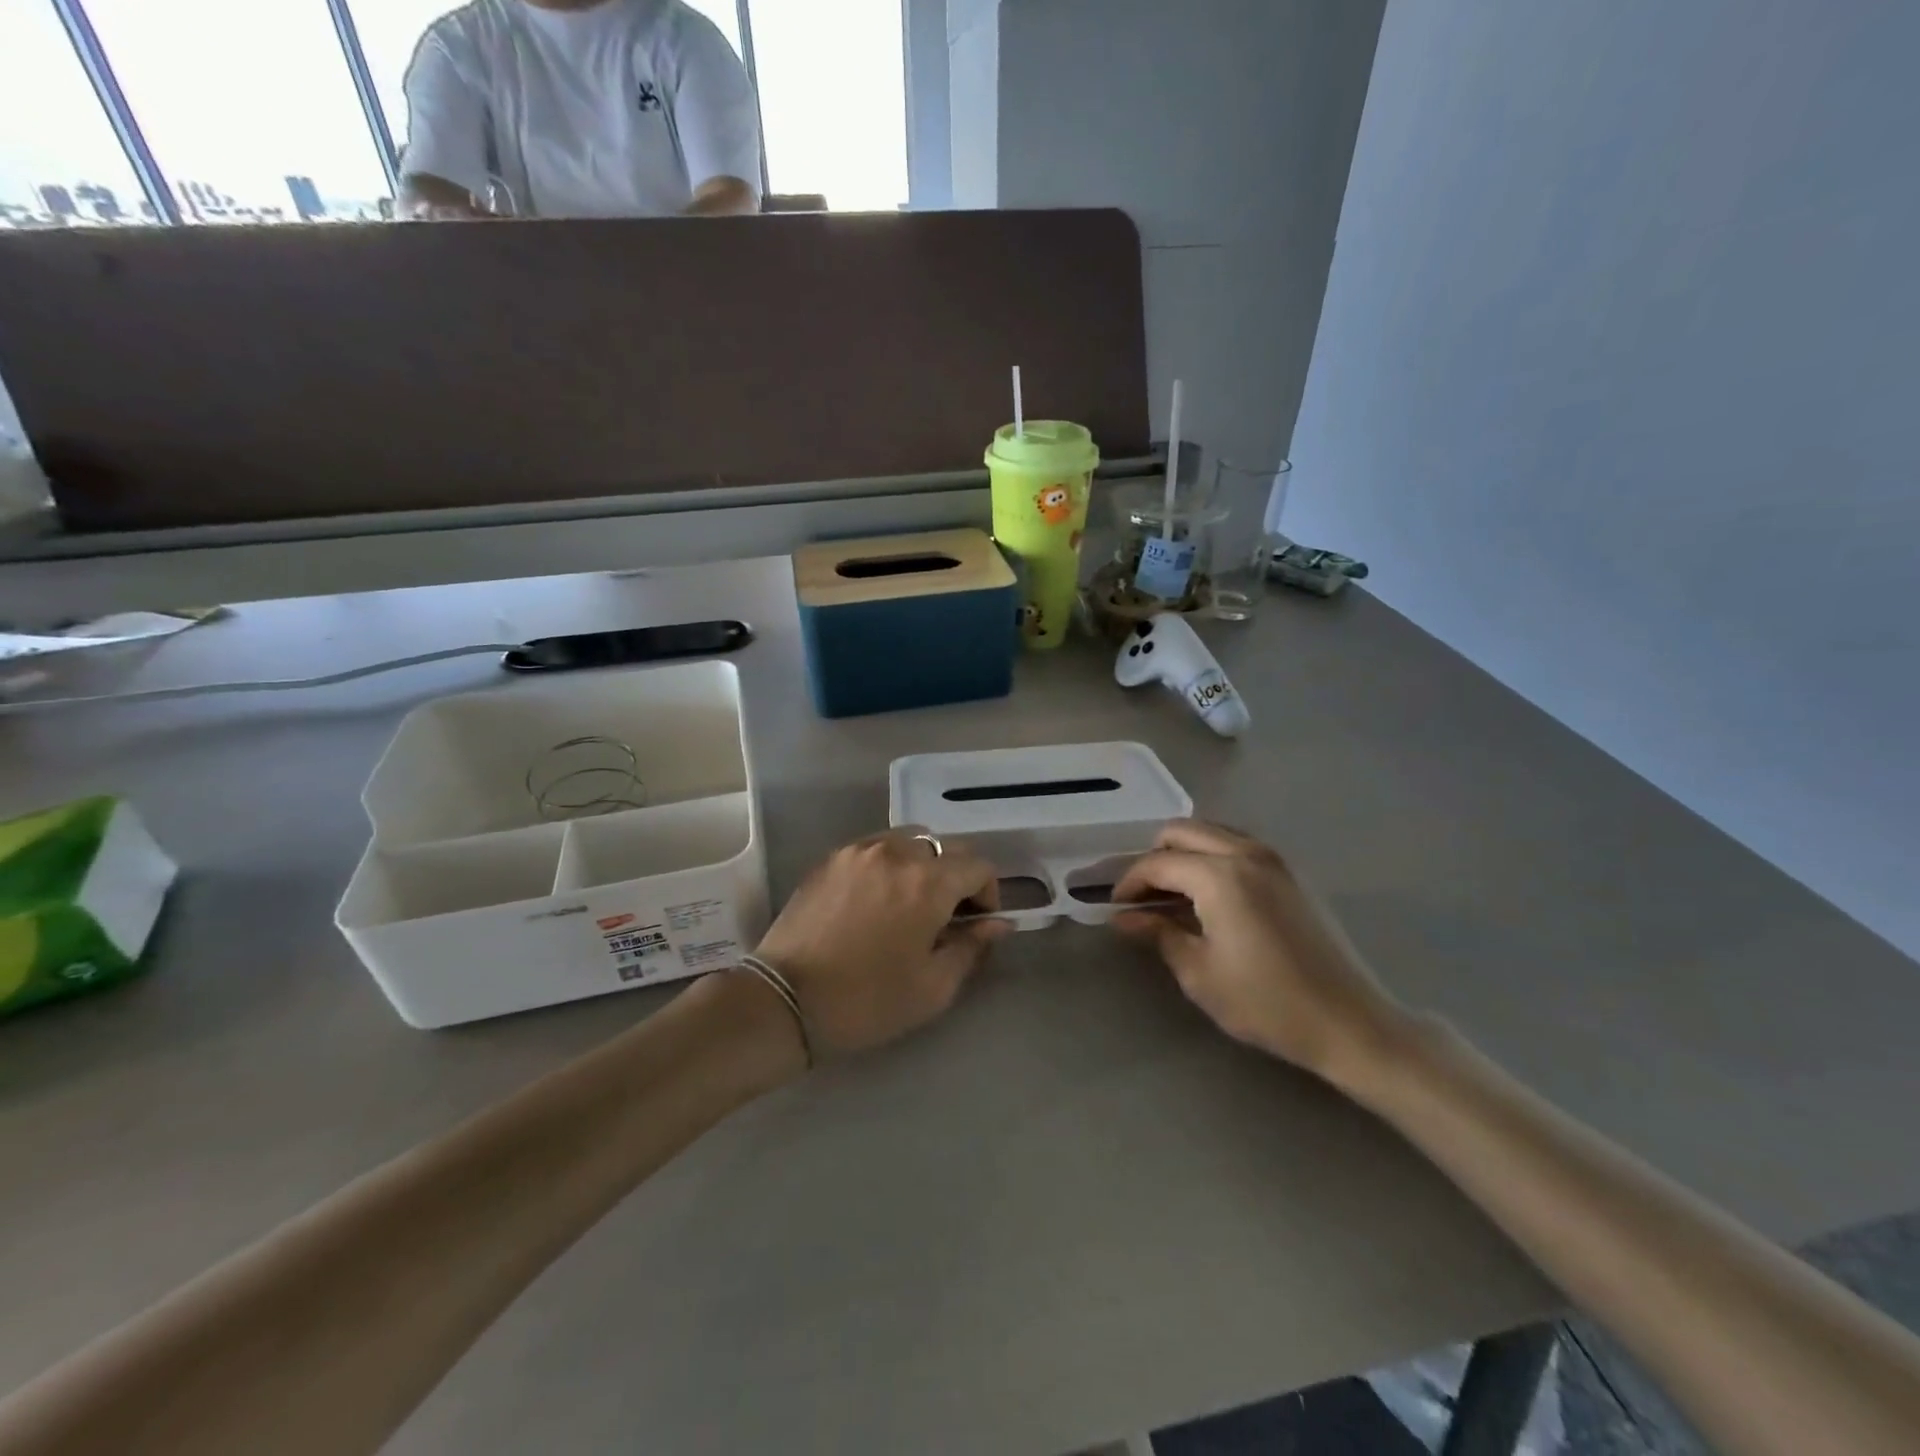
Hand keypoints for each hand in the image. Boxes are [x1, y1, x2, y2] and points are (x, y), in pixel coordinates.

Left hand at [753, 832, 1011, 1057]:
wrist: (786, 1000)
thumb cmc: (868, 1000)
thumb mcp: (933, 987)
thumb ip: (971, 947)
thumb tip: (997, 923)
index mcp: (928, 882)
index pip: (978, 867)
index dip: (989, 893)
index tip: (978, 923)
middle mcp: (896, 852)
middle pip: (946, 847)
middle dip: (958, 877)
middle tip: (947, 916)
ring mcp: (859, 850)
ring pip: (911, 840)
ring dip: (924, 865)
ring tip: (912, 903)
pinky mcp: (831, 858)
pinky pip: (876, 847)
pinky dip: (891, 863)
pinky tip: (878, 899)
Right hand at [1112, 820, 1406, 1081]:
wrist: (1351, 1023)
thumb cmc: (1267, 1003)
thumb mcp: (1200, 973)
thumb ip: (1159, 934)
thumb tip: (1125, 917)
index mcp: (1220, 876)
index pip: (1158, 863)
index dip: (1129, 882)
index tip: (1116, 907)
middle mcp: (1247, 853)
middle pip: (1183, 831)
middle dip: (1154, 858)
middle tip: (1143, 897)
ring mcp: (1275, 859)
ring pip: (1212, 832)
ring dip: (1184, 853)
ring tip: (1174, 895)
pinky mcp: (1292, 873)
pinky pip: (1239, 846)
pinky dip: (1213, 857)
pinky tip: (1210, 897)